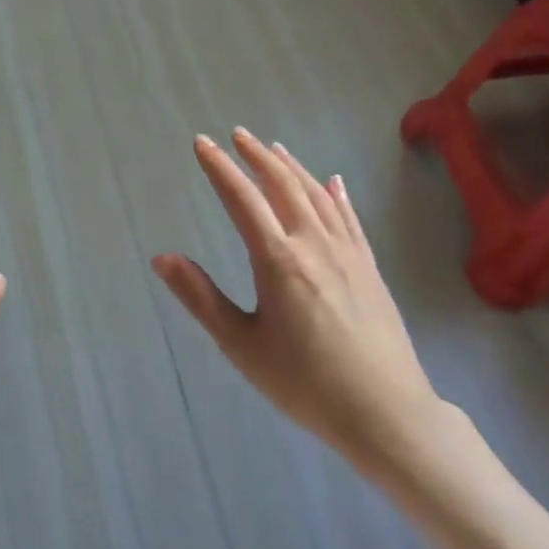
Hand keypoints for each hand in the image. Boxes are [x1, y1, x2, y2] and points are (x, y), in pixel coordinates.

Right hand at [153, 129, 447, 480]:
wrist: (387, 414)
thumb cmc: (305, 384)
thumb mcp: (242, 345)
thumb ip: (201, 297)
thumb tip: (162, 258)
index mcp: (278, 260)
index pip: (242, 199)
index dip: (219, 168)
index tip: (202, 143)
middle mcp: (314, 244)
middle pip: (282, 185)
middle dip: (256, 156)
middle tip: (237, 134)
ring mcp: (347, 253)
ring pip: (316, 195)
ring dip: (292, 167)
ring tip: (273, 148)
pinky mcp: (369, 268)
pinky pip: (350, 218)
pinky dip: (335, 195)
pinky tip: (332, 182)